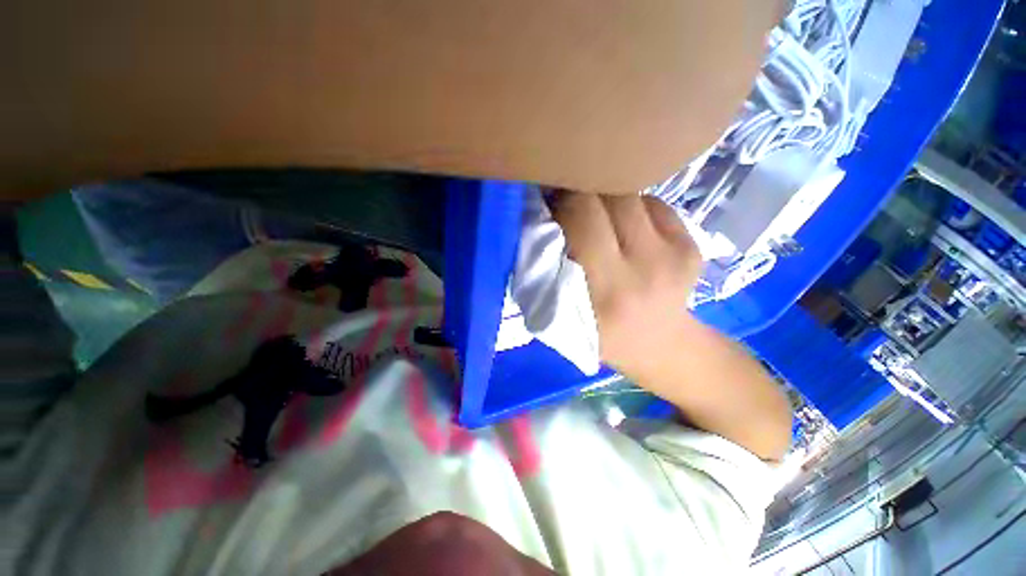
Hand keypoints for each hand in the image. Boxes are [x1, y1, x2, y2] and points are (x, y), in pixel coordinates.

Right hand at [551, 191, 790, 459]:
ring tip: (598, 218)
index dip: (561, 201)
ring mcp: (676, 254)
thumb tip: (541, 216)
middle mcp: (645, 269)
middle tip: (569, 204)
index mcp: (608, 292)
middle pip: (608, 198)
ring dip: (606, 198)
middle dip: (581, 193)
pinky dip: (632, 208)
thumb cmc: (600, 333)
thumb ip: (549, 268)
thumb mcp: (564, 315)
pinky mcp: (692, 246)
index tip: (549, 204)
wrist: (660, 345)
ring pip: (630, 195)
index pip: (581, 219)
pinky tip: (625, 229)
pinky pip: (652, 204)